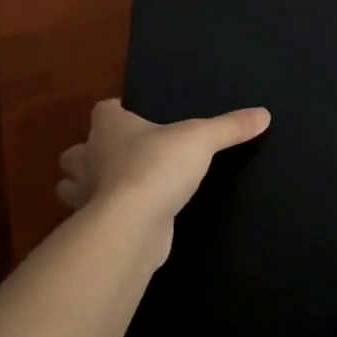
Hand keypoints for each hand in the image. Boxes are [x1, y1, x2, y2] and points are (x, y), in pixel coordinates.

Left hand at [57, 99, 270, 226]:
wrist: (132, 225)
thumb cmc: (157, 167)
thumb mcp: (202, 139)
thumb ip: (230, 126)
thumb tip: (264, 114)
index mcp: (109, 128)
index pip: (103, 110)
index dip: (116, 111)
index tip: (132, 116)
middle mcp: (89, 157)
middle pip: (77, 150)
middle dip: (90, 153)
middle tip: (119, 156)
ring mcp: (86, 195)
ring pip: (72, 186)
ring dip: (86, 186)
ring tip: (115, 187)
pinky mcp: (94, 226)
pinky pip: (92, 216)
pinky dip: (102, 216)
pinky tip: (126, 217)